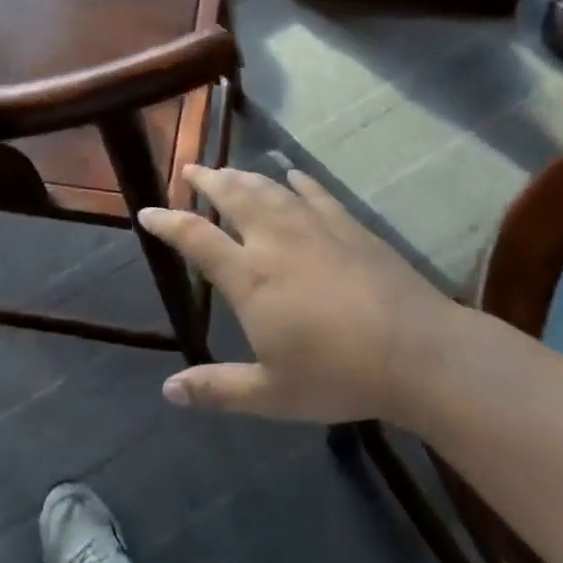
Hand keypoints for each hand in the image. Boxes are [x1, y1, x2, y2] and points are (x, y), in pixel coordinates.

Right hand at [138, 165, 454, 423]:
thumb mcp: (272, 394)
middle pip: (232, 195)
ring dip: (244, 175)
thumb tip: (169, 390)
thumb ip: (218, 389)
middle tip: (190, 169)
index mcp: (249, 276)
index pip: (196, 237)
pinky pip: (315, 192)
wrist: (415, 350)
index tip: (147, 211)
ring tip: (229, 170)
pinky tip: (291, 175)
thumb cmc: (338, 374)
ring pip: (269, 188)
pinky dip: (297, 180)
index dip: (167, 222)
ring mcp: (313, 226)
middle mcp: (274, 239)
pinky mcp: (347, 225)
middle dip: (207, 180)